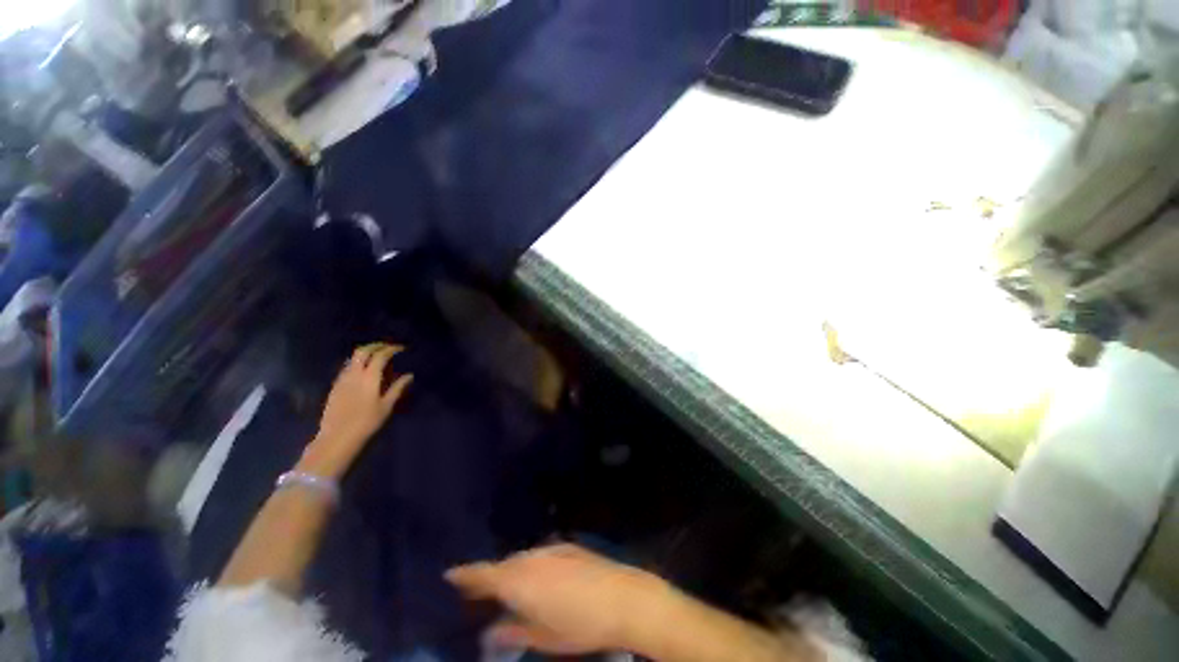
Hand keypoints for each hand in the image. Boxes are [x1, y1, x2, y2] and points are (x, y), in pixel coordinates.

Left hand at [300, 343, 413, 478]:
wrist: (337, 438)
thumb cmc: (366, 422)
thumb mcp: (386, 406)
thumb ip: (397, 388)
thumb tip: (409, 375)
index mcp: (368, 377)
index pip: (380, 356)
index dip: (391, 349)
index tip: (401, 349)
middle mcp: (353, 374)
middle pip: (362, 351)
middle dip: (375, 346)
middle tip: (388, 347)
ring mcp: (342, 380)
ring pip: (352, 359)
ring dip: (365, 353)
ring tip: (377, 357)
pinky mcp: (335, 387)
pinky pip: (347, 368)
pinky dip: (357, 363)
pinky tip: (364, 371)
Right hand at [445, 544, 671, 654]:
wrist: (623, 598)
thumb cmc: (580, 625)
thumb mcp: (543, 637)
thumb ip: (513, 631)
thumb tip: (490, 631)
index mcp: (520, 580)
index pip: (485, 574)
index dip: (466, 574)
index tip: (450, 573)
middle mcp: (532, 558)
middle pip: (503, 565)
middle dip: (490, 575)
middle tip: (478, 589)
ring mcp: (551, 549)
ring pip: (522, 558)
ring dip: (511, 570)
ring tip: (507, 587)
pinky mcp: (568, 547)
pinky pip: (540, 554)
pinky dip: (531, 564)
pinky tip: (537, 577)